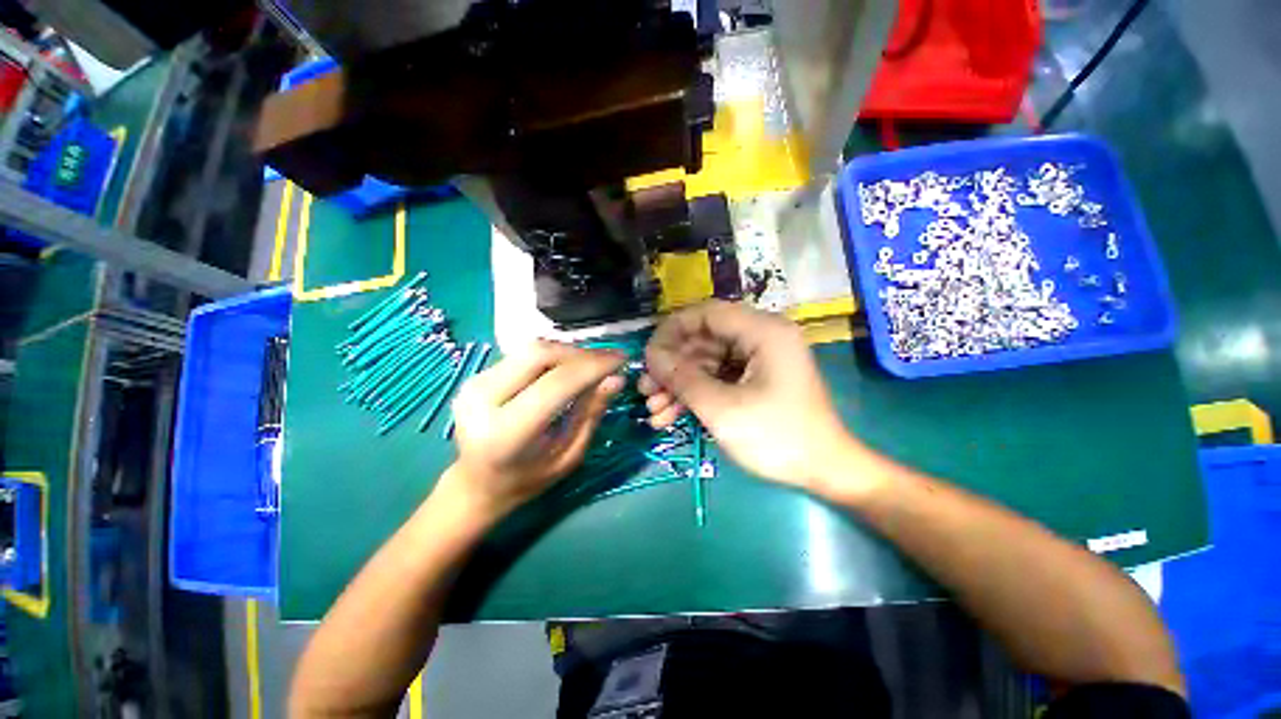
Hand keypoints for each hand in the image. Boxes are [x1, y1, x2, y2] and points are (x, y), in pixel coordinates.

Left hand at [441, 340, 624, 520]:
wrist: (473, 485)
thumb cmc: (526, 480)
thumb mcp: (568, 456)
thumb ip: (591, 414)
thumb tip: (616, 378)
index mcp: (507, 432)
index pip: (557, 383)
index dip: (593, 366)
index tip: (622, 358)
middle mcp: (482, 400)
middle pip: (540, 354)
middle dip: (581, 353)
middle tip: (607, 361)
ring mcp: (473, 383)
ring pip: (532, 349)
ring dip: (568, 353)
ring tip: (591, 365)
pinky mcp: (475, 375)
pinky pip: (523, 355)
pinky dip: (552, 357)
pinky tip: (568, 369)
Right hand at [640, 300, 858, 488]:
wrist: (824, 472)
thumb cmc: (776, 437)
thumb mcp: (721, 408)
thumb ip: (682, 377)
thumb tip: (650, 356)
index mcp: (763, 331)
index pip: (707, 314)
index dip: (672, 330)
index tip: (648, 354)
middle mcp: (761, 337)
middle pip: (704, 340)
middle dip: (672, 366)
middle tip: (645, 389)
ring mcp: (758, 360)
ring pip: (706, 362)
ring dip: (679, 385)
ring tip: (653, 410)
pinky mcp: (755, 380)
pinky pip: (718, 378)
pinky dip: (695, 395)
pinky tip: (670, 416)